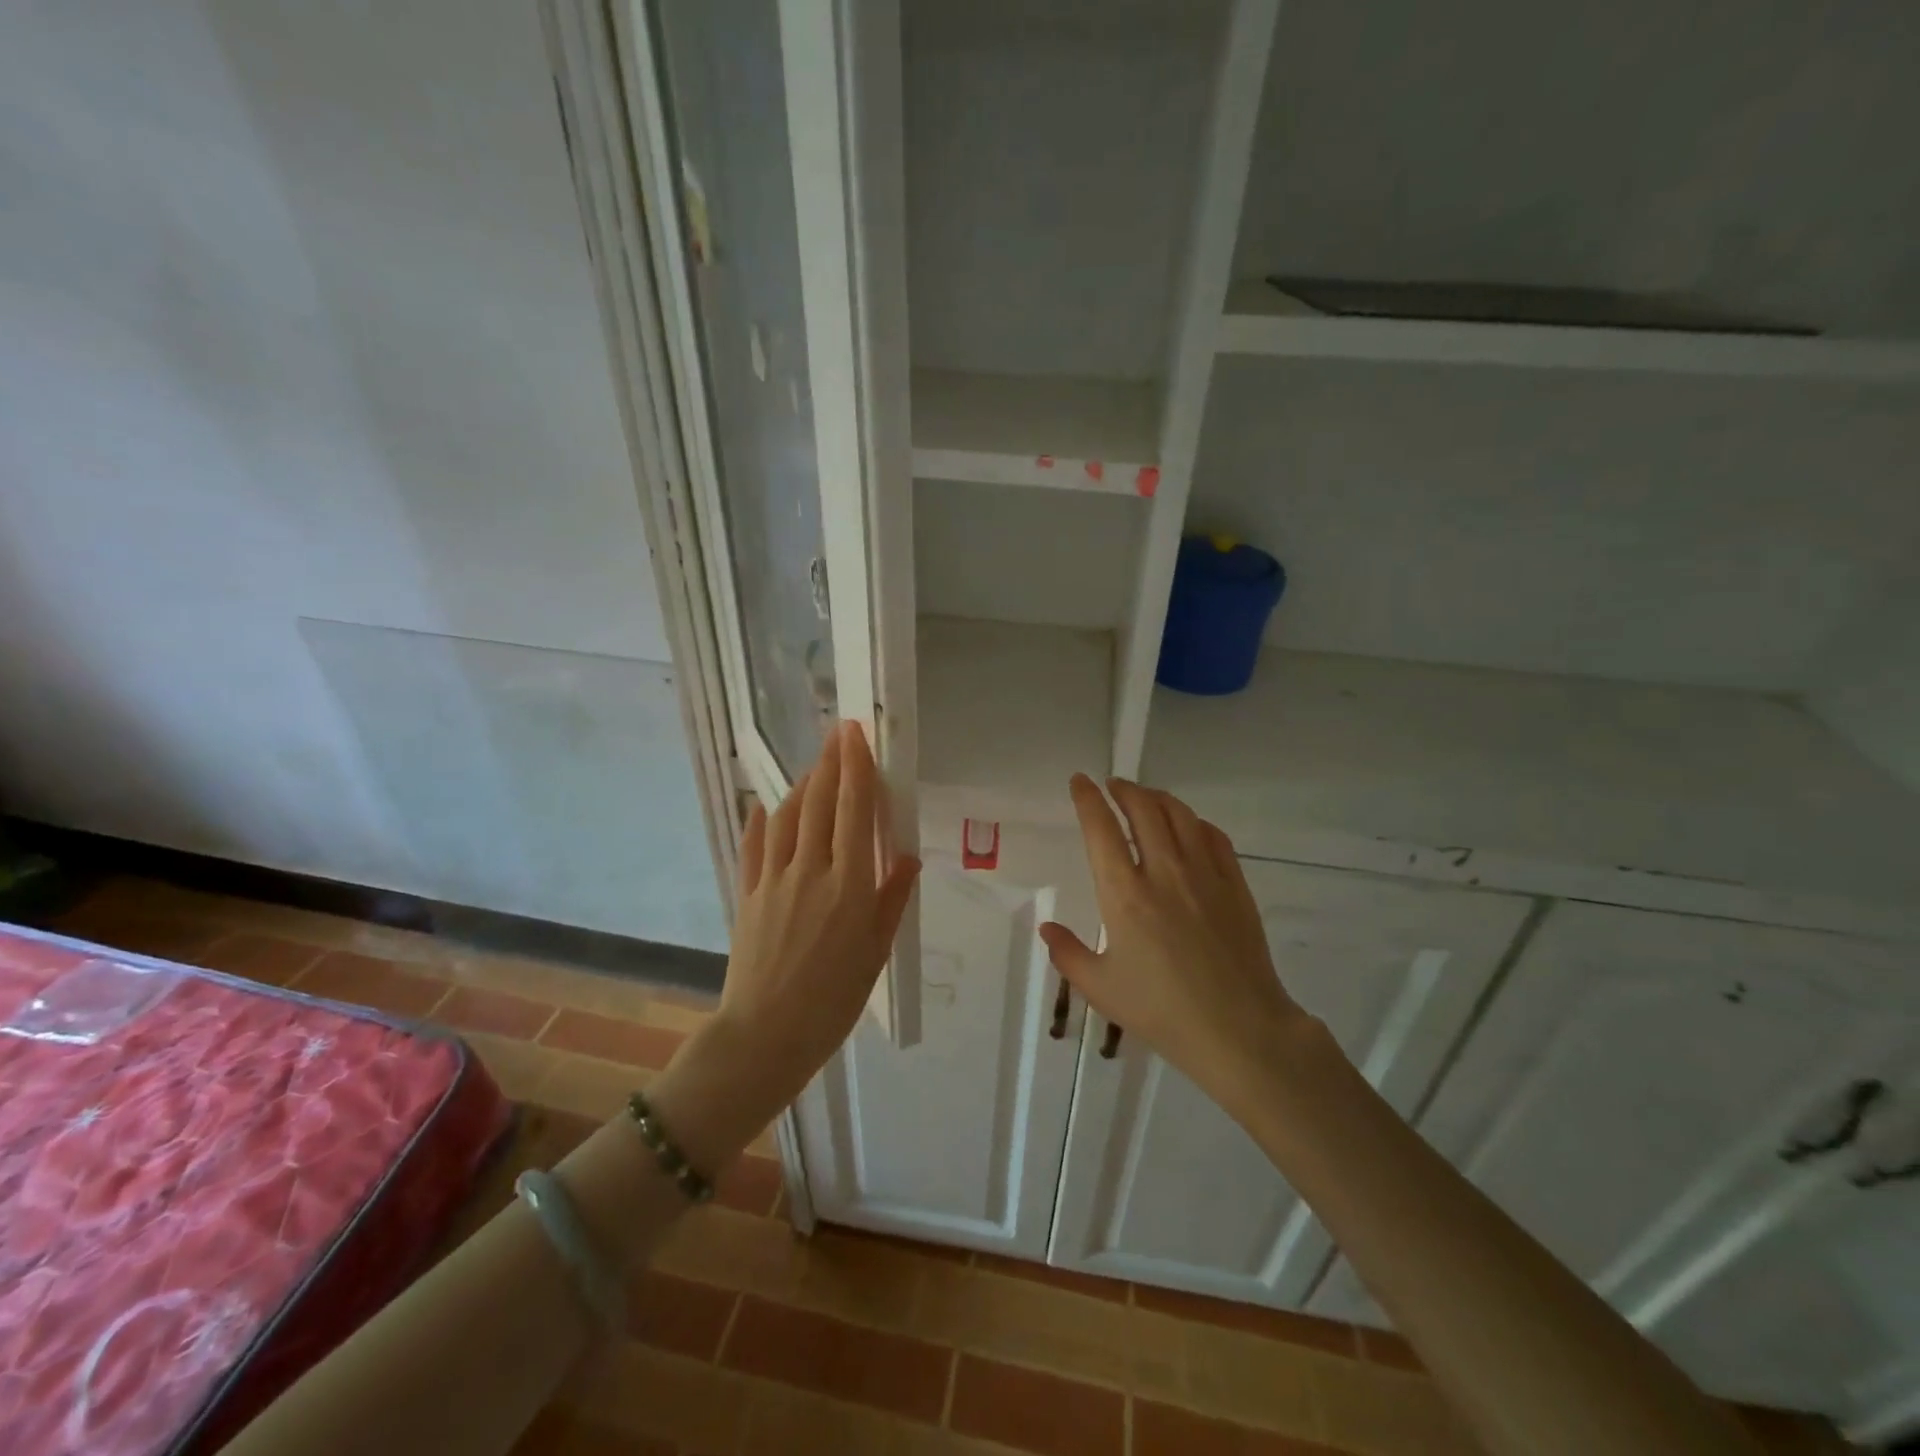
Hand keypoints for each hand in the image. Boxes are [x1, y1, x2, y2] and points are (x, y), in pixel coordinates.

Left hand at [650, 721, 918, 1169]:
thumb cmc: (833, 1000)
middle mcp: (810, 870)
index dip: (856, 767)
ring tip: (814, 769)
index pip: (853, 810)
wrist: (766, 1035)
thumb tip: (905, 855)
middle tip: (838, 734)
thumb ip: (892, 898)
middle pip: (819, 802)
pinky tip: (765, 806)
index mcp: (848, 884)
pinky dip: (762, 820)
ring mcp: (774, 879)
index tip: (857, 735)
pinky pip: (755, 845)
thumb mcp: (876, 952)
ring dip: (802, 785)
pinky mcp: (748, 893)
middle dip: (830, 762)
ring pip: (787, 816)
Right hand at [1038, 775, 1305, 1104]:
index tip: (1080, 782)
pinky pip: (1213, 836)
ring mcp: (1204, 874)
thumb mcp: (1100, 988)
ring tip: (1146, 798)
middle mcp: (1163, 872)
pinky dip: (1194, 822)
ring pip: (1180, 815)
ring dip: (1157, 798)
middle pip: (1143, 809)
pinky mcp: (1235, 885)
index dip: (1087, 799)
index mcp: (1124, 894)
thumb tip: (1047, 928)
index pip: (1101, 829)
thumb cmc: (1161, 1010)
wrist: (1239, 1030)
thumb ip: (1067, 953)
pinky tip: (1188, 828)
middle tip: (1112, 786)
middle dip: (1124, 789)